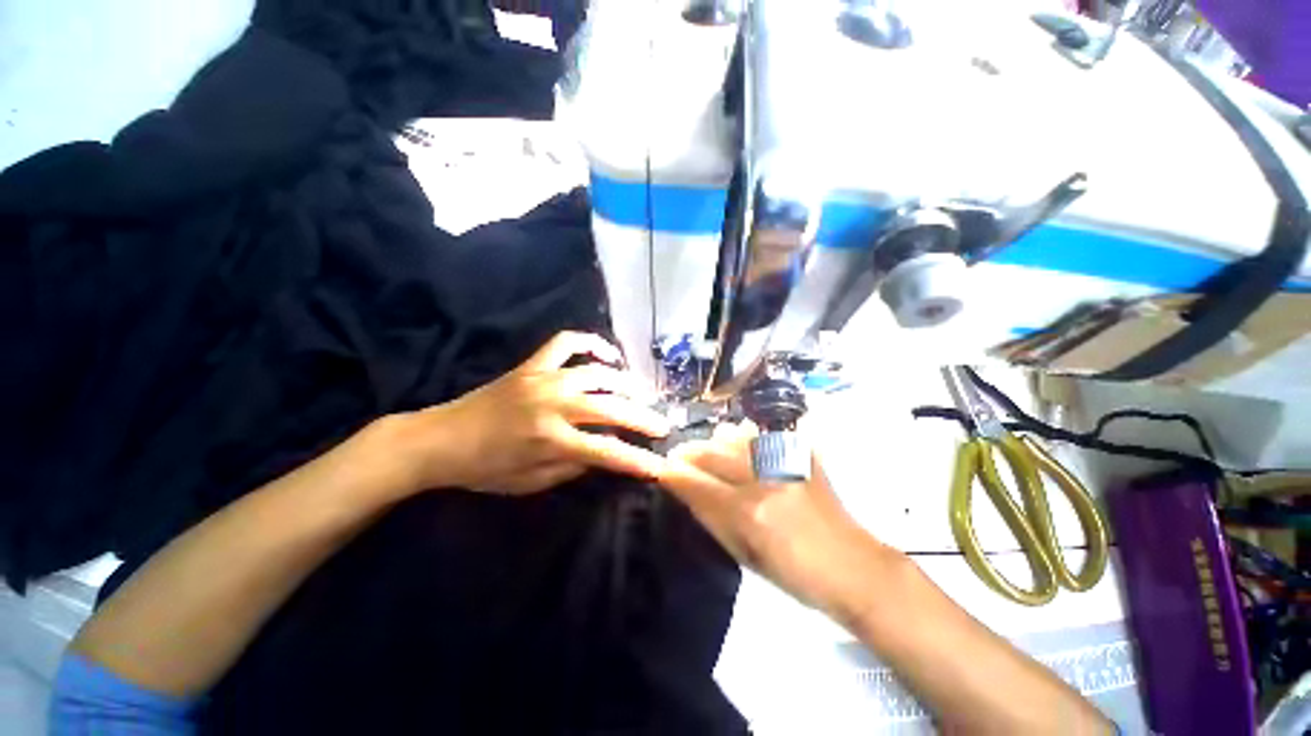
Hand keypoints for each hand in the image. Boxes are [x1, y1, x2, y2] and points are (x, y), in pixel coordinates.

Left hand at [399, 332, 671, 495]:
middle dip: (642, 418)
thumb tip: (600, 454)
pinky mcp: (532, 365)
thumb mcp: (529, 483)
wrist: (439, 439)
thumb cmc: (482, 469)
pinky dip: (590, 343)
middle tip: (662, 425)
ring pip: (597, 373)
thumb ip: (570, 468)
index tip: (661, 466)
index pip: (607, 451)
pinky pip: (566, 343)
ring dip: (625, 383)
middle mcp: (554, 404)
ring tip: (641, 393)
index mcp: (551, 439)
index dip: (637, 461)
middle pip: (611, 408)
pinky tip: (606, 353)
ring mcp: (544, 378)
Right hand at [659, 423, 896, 614]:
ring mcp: (785, 463)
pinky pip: (762, 436)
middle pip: (713, 454)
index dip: (674, 474)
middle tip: (678, 454)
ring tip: (705, 447)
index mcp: (748, 514)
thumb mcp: (746, 559)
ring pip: (735, 438)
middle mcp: (763, 480)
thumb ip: (713, 521)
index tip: (662, 469)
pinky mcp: (802, 456)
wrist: (853, 566)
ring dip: (714, 441)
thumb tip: (689, 492)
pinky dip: (744, 436)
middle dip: (688, 453)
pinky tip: (737, 439)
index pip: (697, 484)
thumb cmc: (795, 576)